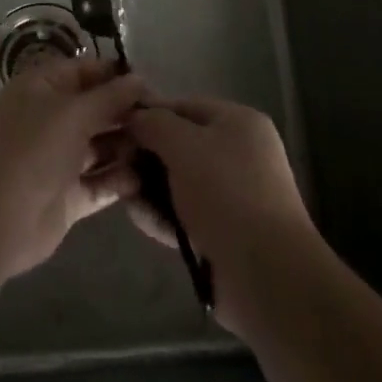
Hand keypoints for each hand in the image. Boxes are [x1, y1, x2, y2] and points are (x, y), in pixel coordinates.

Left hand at [0, 56, 146, 279]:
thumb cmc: (31, 149)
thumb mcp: (73, 112)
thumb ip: (109, 97)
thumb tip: (139, 79)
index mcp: (43, 88)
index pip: (86, 71)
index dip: (117, 75)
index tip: (153, 83)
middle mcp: (51, 119)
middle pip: (96, 109)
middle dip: (127, 112)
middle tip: (167, 119)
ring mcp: (58, 159)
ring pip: (100, 147)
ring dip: (128, 146)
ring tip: (164, 147)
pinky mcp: (67, 196)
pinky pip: (99, 183)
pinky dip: (120, 180)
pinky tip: (148, 177)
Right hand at [125, 97, 316, 335]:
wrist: (267, 274)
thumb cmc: (226, 193)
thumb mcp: (184, 145)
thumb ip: (154, 124)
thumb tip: (133, 115)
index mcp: (238, 122)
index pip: (183, 106)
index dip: (148, 114)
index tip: (114, 128)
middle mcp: (238, 154)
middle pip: (179, 145)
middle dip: (145, 156)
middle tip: (116, 167)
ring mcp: (232, 195)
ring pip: (178, 182)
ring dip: (149, 188)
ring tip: (123, 195)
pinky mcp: (223, 232)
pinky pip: (185, 213)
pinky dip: (162, 214)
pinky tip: (139, 218)